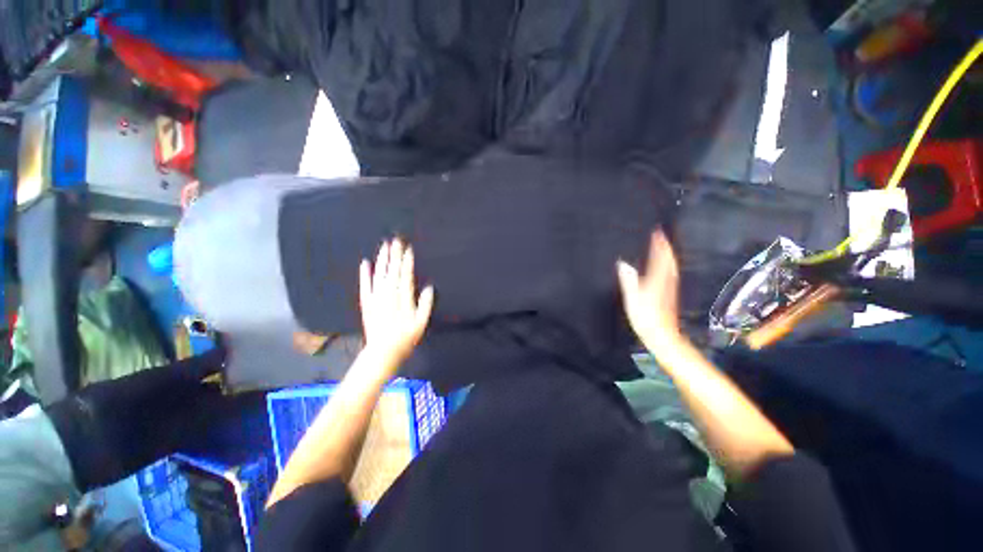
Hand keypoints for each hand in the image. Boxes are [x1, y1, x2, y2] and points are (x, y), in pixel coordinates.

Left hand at [359, 239, 434, 367]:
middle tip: (395, 239)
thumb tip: (428, 286)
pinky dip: (364, 273)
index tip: (408, 247)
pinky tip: (365, 262)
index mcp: (403, 297)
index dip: (407, 260)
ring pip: (379, 273)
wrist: (382, 351)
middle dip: (394, 253)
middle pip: (392, 269)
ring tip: (384, 245)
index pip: (406, 274)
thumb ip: (425, 303)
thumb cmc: (406, 337)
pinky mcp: (366, 302)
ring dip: (382, 258)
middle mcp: (388, 293)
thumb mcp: (422, 322)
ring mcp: (376, 297)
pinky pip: (365, 284)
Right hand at [617, 230, 681, 349]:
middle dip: (666, 248)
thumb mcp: (633, 298)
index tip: (657, 232)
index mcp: (656, 280)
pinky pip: (670, 274)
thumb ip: (628, 280)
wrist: (662, 335)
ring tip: (663, 248)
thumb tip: (623, 263)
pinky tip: (665, 268)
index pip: (659, 258)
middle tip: (662, 237)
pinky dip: (668, 266)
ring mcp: (670, 289)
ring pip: (671, 267)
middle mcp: (666, 282)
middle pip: (669, 261)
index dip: (659, 245)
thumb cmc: (645, 318)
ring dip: (668, 256)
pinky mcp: (670, 295)